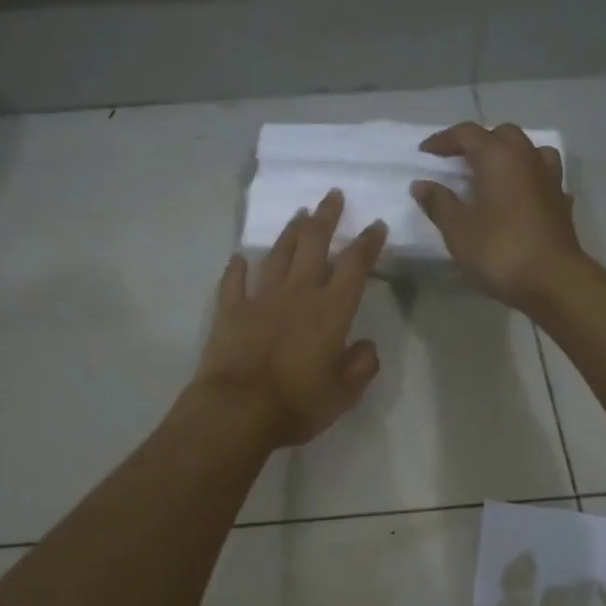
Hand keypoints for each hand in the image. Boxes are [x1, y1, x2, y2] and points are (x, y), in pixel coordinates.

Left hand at [194, 190, 386, 446]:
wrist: (239, 410)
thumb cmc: (298, 404)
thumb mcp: (343, 394)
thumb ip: (360, 366)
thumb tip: (367, 346)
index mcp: (331, 310)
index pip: (355, 266)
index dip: (367, 243)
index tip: (375, 225)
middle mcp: (298, 293)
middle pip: (314, 244)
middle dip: (326, 217)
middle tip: (332, 196)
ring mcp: (260, 298)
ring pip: (278, 254)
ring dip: (290, 232)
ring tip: (299, 215)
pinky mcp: (230, 310)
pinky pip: (234, 281)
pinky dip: (238, 268)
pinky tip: (240, 258)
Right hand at [410, 122, 584, 309]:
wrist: (552, 281)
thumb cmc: (499, 251)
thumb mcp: (458, 230)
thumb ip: (439, 203)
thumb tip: (421, 184)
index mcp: (498, 158)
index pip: (467, 134)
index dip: (443, 140)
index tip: (425, 153)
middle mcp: (527, 158)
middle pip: (502, 135)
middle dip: (477, 142)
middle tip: (457, 161)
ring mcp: (549, 178)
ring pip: (528, 150)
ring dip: (508, 155)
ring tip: (492, 173)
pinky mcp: (561, 201)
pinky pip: (543, 176)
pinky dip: (527, 179)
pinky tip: (519, 196)